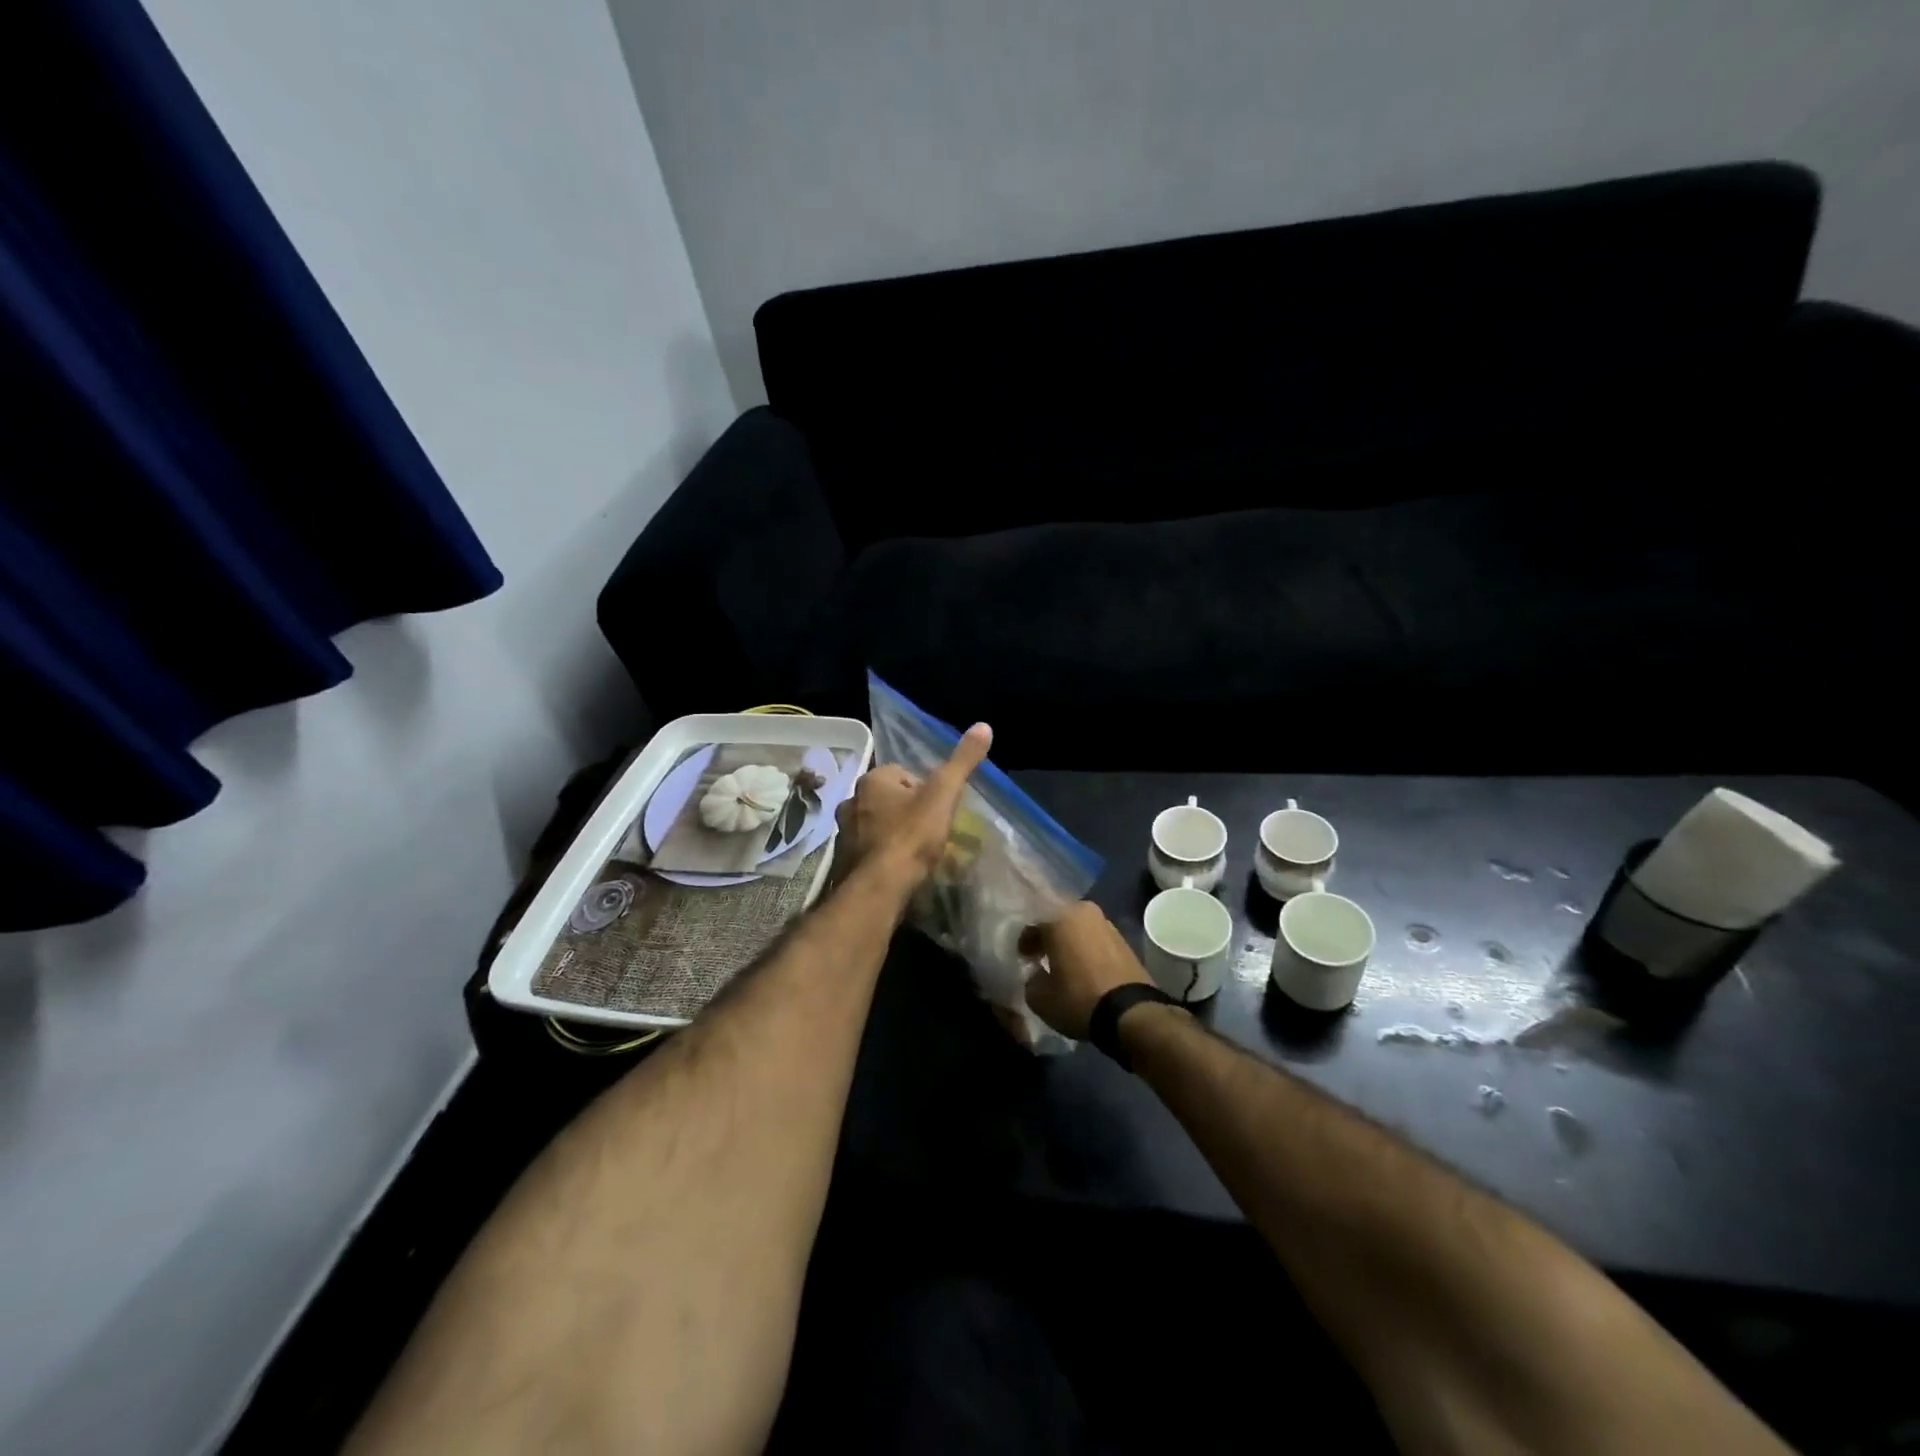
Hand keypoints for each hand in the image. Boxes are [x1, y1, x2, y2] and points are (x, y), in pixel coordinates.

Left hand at [835, 723, 992, 891]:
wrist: (878, 888)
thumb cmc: (911, 837)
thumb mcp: (943, 795)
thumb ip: (962, 762)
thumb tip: (984, 726)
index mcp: (873, 779)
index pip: (903, 774)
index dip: (924, 790)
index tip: (938, 811)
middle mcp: (852, 800)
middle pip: (888, 798)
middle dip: (906, 811)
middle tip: (929, 832)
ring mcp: (843, 831)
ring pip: (876, 823)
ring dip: (893, 832)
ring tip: (915, 852)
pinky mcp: (842, 859)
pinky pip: (868, 848)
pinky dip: (881, 854)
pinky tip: (897, 868)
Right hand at [1020, 901, 1152, 1039]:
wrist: (1131, 1013)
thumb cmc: (1078, 998)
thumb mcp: (1039, 997)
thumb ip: (1030, 979)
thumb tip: (1036, 973)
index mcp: (1059, 917)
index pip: (1032, 922)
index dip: (1024, 941)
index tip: (1023, 958)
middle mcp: (1083, 911)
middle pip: (1057, 919)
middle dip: (1047, 935)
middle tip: (1039, 955)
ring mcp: (1106, 923)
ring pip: (1077, 927)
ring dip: (1068, 940)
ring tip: (1062, 962)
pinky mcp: (1123, 939)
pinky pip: (1094, 938)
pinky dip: (1085, 947)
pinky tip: (1082, 966)